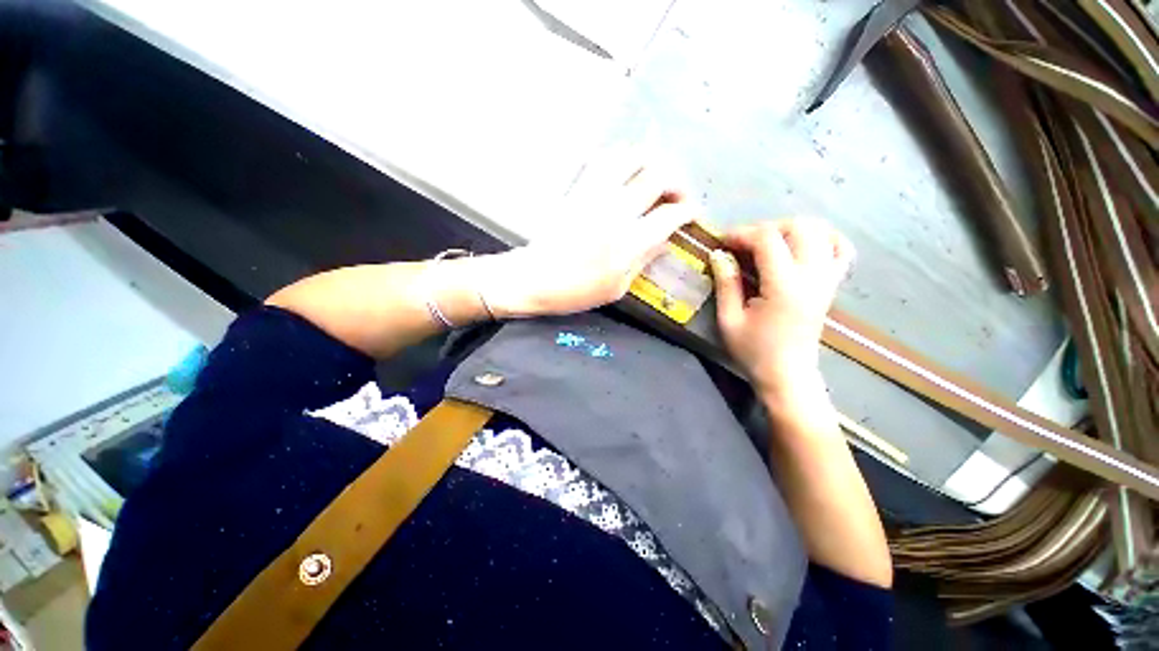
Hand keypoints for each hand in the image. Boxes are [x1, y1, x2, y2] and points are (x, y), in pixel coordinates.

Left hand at [482, 158, 693, 316]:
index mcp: (628, 243)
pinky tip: (622, 170)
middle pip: (657, 177)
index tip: (691, 213)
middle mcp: (616, 212)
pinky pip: (601, 160)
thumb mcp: (616, 288)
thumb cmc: (576, 291)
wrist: (534, 278)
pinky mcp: (577, 189)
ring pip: (631, 158)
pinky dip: (618, 158)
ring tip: (653, 176)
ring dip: (649, 162)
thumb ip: (643, 260)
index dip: (687, 211)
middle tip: (675, 195)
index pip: (670, 215)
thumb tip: (665, 240)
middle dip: (676, 182)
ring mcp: (595, 196)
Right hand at [708, 218, 854, 400]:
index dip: (742, 233)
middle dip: (766, 227)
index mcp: (784, 286)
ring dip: (791, 229)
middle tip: (743, 244)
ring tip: (768, 244)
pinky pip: (840, 249)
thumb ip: (726, 284)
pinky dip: (823, 238)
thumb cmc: (753, 351)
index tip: (722, 241)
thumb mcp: (729, 319)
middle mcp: (812, 277)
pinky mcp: (831, 285)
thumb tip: (719, 255)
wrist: (787, 374)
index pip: (768, 240)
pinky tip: (802, 246)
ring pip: (821, 231)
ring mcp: (827, 279)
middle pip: (799, 227)